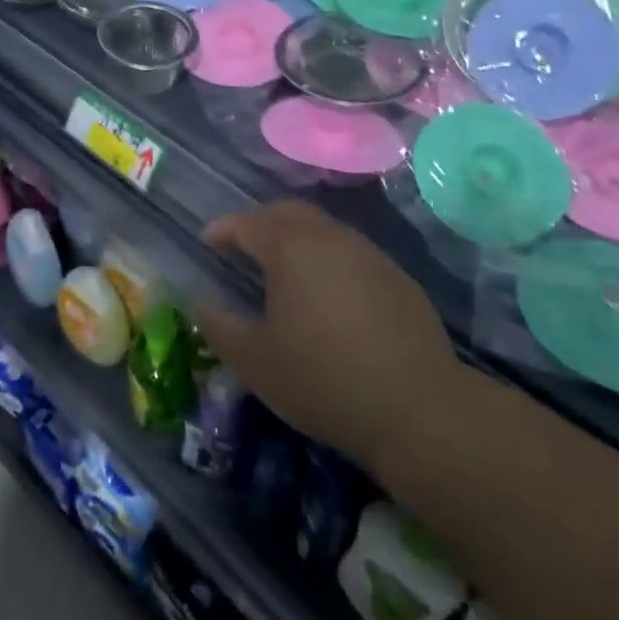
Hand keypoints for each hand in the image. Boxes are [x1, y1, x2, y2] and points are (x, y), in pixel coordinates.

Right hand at [198, 201, 456, 474]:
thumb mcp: (256, 362)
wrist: (418, 407)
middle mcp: (330, 238)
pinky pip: (351, 253)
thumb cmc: (323, 379)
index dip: (225, 228)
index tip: (209, 239)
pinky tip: (328, 293)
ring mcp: (369, 255)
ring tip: (283, 268)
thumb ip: (220, 328)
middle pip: (289, 212)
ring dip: (297, 238)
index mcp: (291, 249)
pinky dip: (328, 258)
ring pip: (324, 229)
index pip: (250, 223)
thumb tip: (201, 305)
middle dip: (261, 221)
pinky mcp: (397, 277)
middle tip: (243, 243)